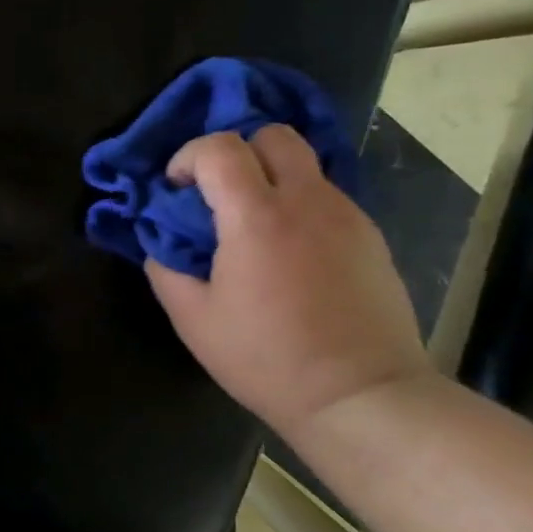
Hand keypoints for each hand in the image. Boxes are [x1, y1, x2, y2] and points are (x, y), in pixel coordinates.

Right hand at [146, 125, 433, 430]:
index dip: (188, 157)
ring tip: (255, 228)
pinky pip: (326, 198)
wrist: (362, 397)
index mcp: (257, 217)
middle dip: (237, 151)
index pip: (220, 147)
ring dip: (270, 179)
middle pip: (273, 134)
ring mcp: (347, 215)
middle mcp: (307, 201)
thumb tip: (161, 240)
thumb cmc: (267, 358)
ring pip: (304, 164)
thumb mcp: (193, 319)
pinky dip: (299, 206)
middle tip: (219, 195)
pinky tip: (291, 253)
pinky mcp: (370, 237)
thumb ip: (165, 267)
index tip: (177, 190)